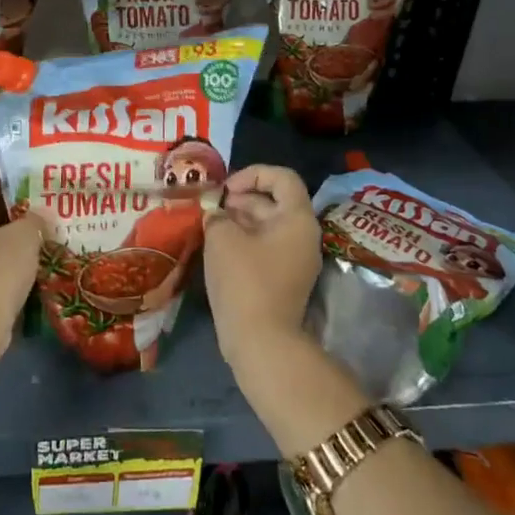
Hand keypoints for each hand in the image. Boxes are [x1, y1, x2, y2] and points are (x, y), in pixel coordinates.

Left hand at [0, 154, 46, 364]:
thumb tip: (43, 215)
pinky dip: (4, 244)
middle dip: (11, 193)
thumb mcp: (23, 238)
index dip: (0, 165)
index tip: (28, 176)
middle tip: (42, 195)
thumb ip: (36, 218)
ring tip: (43, 221)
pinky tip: (32, 249)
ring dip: (10, 221)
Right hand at [203, 165, 321, 369]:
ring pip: (267, 226)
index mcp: (297, 219)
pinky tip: (218, 247)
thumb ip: (217, 215)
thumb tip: (216, 215)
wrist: (260, 340)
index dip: (252, 174)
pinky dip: (243, 241)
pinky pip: (265, 247)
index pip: (282, 177)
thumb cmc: (244, 279)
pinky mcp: (283, 279)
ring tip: (210, 226)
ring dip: (239, 220)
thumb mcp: (221, 237)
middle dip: (240, 199)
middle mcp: (303, 236)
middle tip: (212, 208)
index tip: (226, 190)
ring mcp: (295, 260)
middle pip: (274, 201)